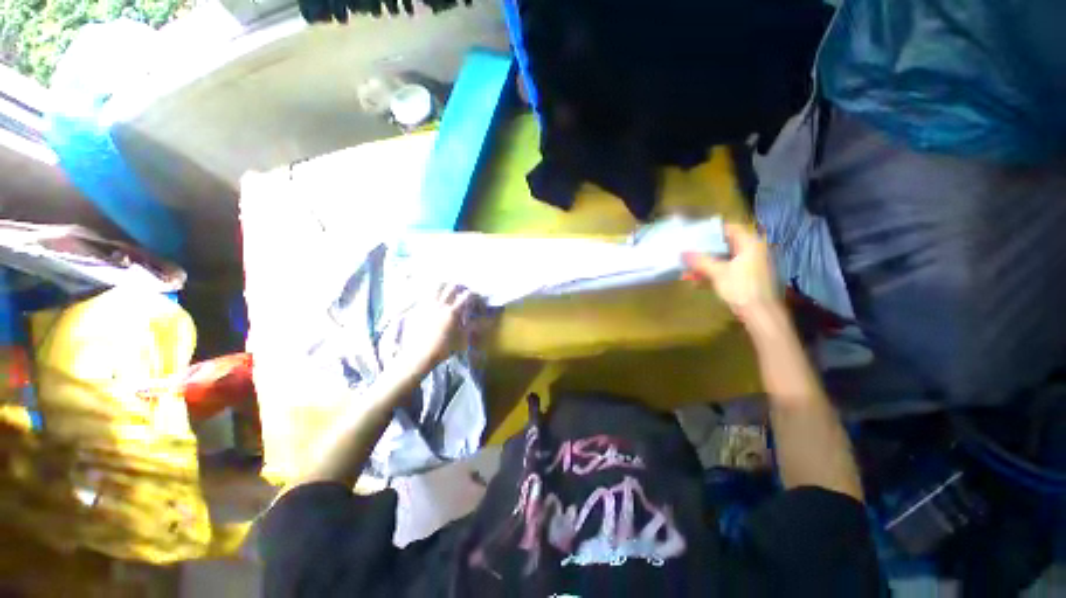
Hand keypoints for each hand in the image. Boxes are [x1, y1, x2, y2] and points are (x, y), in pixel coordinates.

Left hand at [393, 284, 477, 376]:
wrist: (417, 356)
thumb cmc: (443, 349)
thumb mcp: (462, 339)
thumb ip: (473, 327)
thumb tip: (485, 321)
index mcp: (452, 312)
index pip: (466, 296)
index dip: (473, 295)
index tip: (475, 298)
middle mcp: (440, 305)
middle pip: (451, 287)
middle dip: (459, 287)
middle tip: (462, 292)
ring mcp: (426, 306)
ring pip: (436, 287)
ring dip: (444, 287)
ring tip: (447, 291)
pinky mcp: (416, 309)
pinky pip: (425, 296)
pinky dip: (432, 295)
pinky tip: (433, 301)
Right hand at [683, 223, 781, 322]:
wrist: (760, 314)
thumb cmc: (741, 288)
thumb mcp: (717, 273)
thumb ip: (700, 261)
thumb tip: (682, 252)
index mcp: (749, 244)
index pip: (730, 229)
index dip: (711, 231)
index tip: (694, 234)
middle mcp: (752, 251)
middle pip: (724, 245)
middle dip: (704, 251)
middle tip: (687, 253)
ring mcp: (750, 265)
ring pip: (723, 260)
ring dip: (705, 265)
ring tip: (686, 271)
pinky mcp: (746, 278)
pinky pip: (727, 270)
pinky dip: (712, 274)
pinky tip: (696, 282)